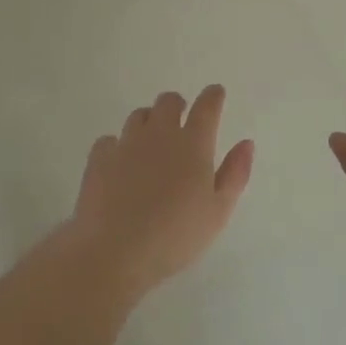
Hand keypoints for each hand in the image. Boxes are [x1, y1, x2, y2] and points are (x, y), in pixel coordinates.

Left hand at [67, 86, 253, 298]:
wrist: (114, 251)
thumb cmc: (175, 236)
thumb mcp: (218, 212)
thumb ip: (235, 174)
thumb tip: (246, 143)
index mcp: (193, 144)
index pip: (207, 106)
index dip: (213, 96)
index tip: (216, 94)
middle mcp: (160, 133)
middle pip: (169, 101)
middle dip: (178, 105)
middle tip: (181, 120)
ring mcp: (127, 143)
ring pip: (139, 115)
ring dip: (149, 121)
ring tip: (151, 142)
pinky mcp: (99, 158)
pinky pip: (110, 140)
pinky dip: (118, 146)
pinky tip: (119, 163)